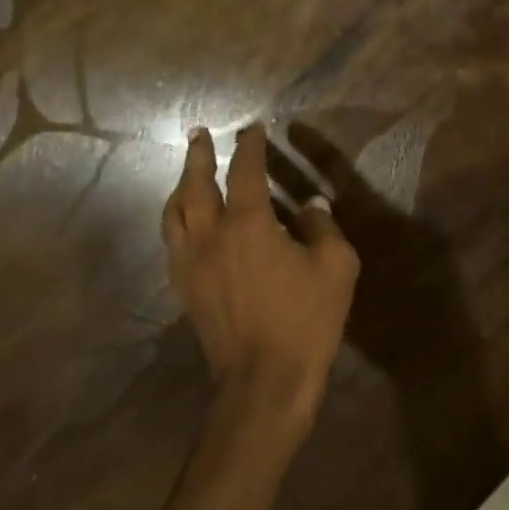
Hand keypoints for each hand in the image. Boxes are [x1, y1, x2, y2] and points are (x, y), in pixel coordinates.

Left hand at [164, 124, 359, 451]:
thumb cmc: (306, 320)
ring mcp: (189, 263)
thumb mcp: (335, 267)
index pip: (244, 171)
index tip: (253, 129)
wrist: (264, 380)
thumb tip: (312, 204)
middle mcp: (209, 235)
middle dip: (198, 156)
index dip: (249, 146)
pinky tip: (185, 222)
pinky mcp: (184, 288)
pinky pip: (172, 241)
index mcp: (247, 224)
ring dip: (180, 185)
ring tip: (187, 172)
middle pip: (194, 185)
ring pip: (173, 213)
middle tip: (200, 134)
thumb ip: (323, 228)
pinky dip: (177, 219)